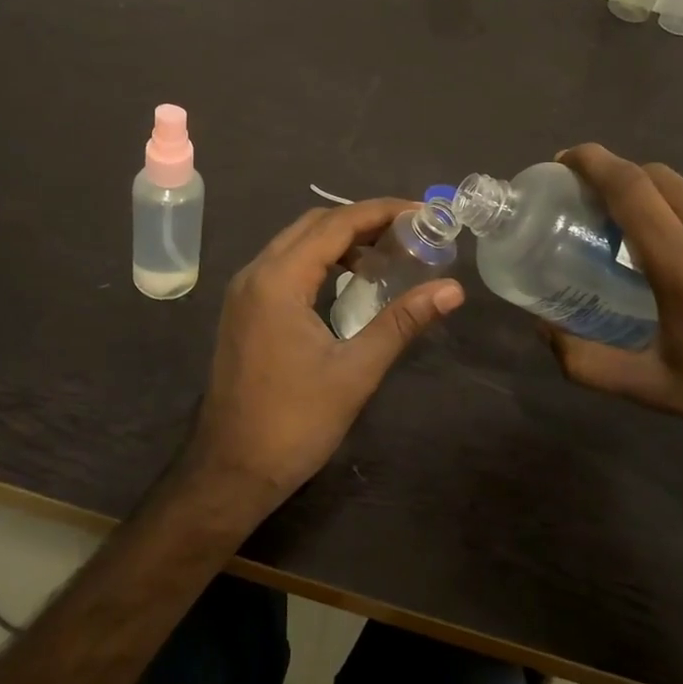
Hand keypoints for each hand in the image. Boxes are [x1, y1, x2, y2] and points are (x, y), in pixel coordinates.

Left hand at [186, 199, 463, 509]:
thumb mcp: (355, 371)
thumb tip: (452, 290)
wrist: (230, 471)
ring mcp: (244, 292)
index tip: (421, 212)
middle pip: (313, 225)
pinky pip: (284, 266)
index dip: (381, 212)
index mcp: (278, 280)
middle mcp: (255, 273)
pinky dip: (319, 261)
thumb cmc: (294, 422)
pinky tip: (350, 281)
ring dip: (339, 240)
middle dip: (362, 220)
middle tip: (410, 231)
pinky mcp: (243, 310)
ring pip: (296, 244)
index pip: (335, 225)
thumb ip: (402, 322)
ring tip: (387, 253)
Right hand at [546, 144, 682, 475]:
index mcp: (682, 261)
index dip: (593, 162)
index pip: (629, 187)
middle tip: (607, 208)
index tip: (567, 159)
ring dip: (673, 203)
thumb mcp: (656, 390)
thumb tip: (543, 333)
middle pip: (663, 178)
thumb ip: (588, 362)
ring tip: (667, 241)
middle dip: (626, 179)